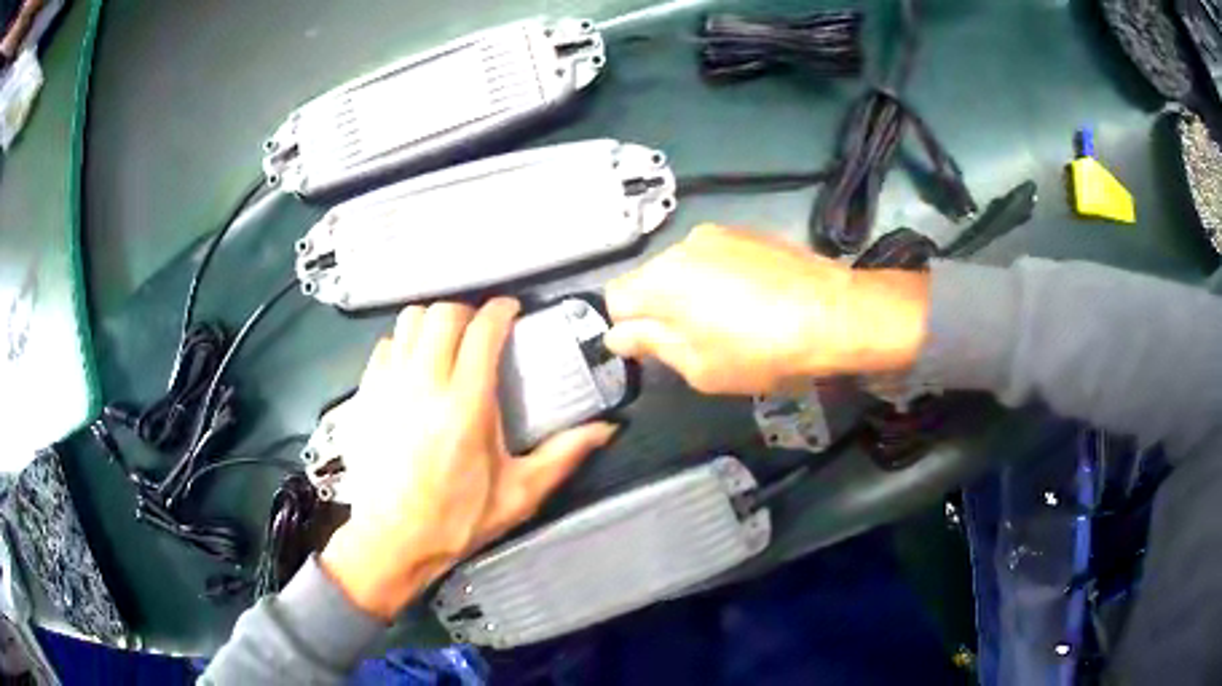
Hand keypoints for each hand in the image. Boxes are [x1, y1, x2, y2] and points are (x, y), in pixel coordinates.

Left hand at [320, 298, 617, 620]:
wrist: (391, 540)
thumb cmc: (456, 520)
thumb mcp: (518, 495)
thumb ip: (562, 456)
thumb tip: (605, 429)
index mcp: (466, 406)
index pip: (482, 330)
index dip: (501, 310)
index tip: (511, 311)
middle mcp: (424, 384)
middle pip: (443, 314)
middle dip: (467, 311)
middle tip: (481, 330)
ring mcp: (388, 386)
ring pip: (409, 321)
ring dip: (433, 321)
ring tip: (447, 341)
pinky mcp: (365, 395)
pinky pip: (385, 345)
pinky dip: (403, 343)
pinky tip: (414, 365)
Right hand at [604, 225, 929, 394]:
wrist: (833, 313)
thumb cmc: (761, 350)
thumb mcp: (699, 366)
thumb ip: (651, 345)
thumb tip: (618, 335)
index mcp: (660, 281)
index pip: (614, 299)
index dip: (627, 327)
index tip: (651, 348)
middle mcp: (681, 246)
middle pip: (649, 279)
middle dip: (660, 308)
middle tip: (695, 339)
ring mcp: (717, 233)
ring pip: (684, 266)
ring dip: (691, 290)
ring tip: (731, 317)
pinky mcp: (747, 231)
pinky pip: (715, 256)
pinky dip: (720, 276)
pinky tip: (753, 298)